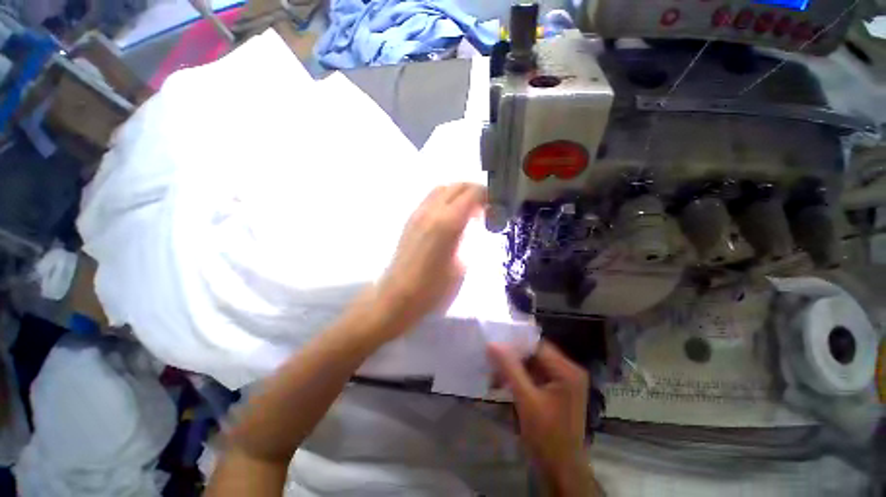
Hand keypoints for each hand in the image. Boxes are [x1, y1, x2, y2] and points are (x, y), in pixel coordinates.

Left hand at [370, 183, 484, 336]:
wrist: (398, 295)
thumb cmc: (434, 287)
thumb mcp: (462, 264)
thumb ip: (469, 237)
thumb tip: (474, 222)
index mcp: (448, 222)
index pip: (472, 194)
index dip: (488, 195)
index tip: (497, 205)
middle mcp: (431, 210)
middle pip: (457, 186)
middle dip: (475, 191)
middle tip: (486, 207)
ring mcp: (418, 213)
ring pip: (442, 189)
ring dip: (459, 194)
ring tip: (469, 210)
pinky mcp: (410, 220)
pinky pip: (431, 199)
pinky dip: (446, 200)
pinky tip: (451, 217)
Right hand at [488, 341, 594, 495]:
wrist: (561, 471)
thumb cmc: (547, 437)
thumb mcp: (526, 400)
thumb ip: (509, 369)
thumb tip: (492, 344)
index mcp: (567, 370)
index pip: (536, 345)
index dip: (514, 344)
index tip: (494, 347)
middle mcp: (568, 371)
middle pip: (534, 354)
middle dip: (512, 358)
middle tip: (491, 363)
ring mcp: (563, 381)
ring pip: (532, 364)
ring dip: (513, 369)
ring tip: (494, 376)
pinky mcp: (556, 390)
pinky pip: (534, 375)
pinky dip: (519, 378)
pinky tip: (503, 383)